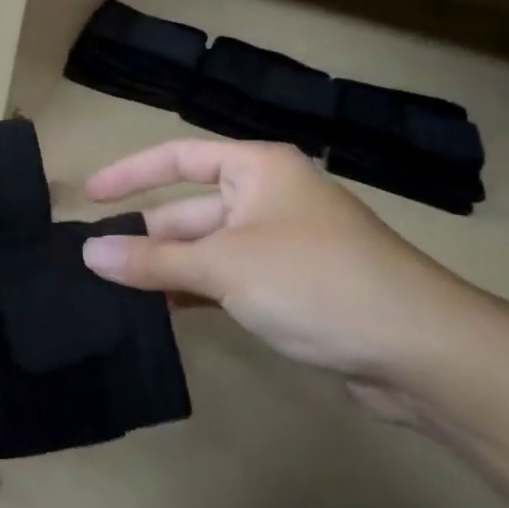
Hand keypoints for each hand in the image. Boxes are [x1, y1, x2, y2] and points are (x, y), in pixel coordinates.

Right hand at [79, 140, 497, 404]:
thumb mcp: (225, 267)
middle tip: (92, 263)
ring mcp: (281, 244)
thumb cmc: (316, 282)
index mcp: (257, 169)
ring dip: (165, 269)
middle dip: (145, 235)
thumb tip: (89, 252)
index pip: (178, 158)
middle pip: (189, 209)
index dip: (130, 173)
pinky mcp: (290, 287)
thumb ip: (153, 260)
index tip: (88, 197)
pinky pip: (227, 280)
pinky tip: (160, 314)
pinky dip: (194, 292)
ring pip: (206, 250)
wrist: (420, 349)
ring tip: (112, 292)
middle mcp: (268, 198)